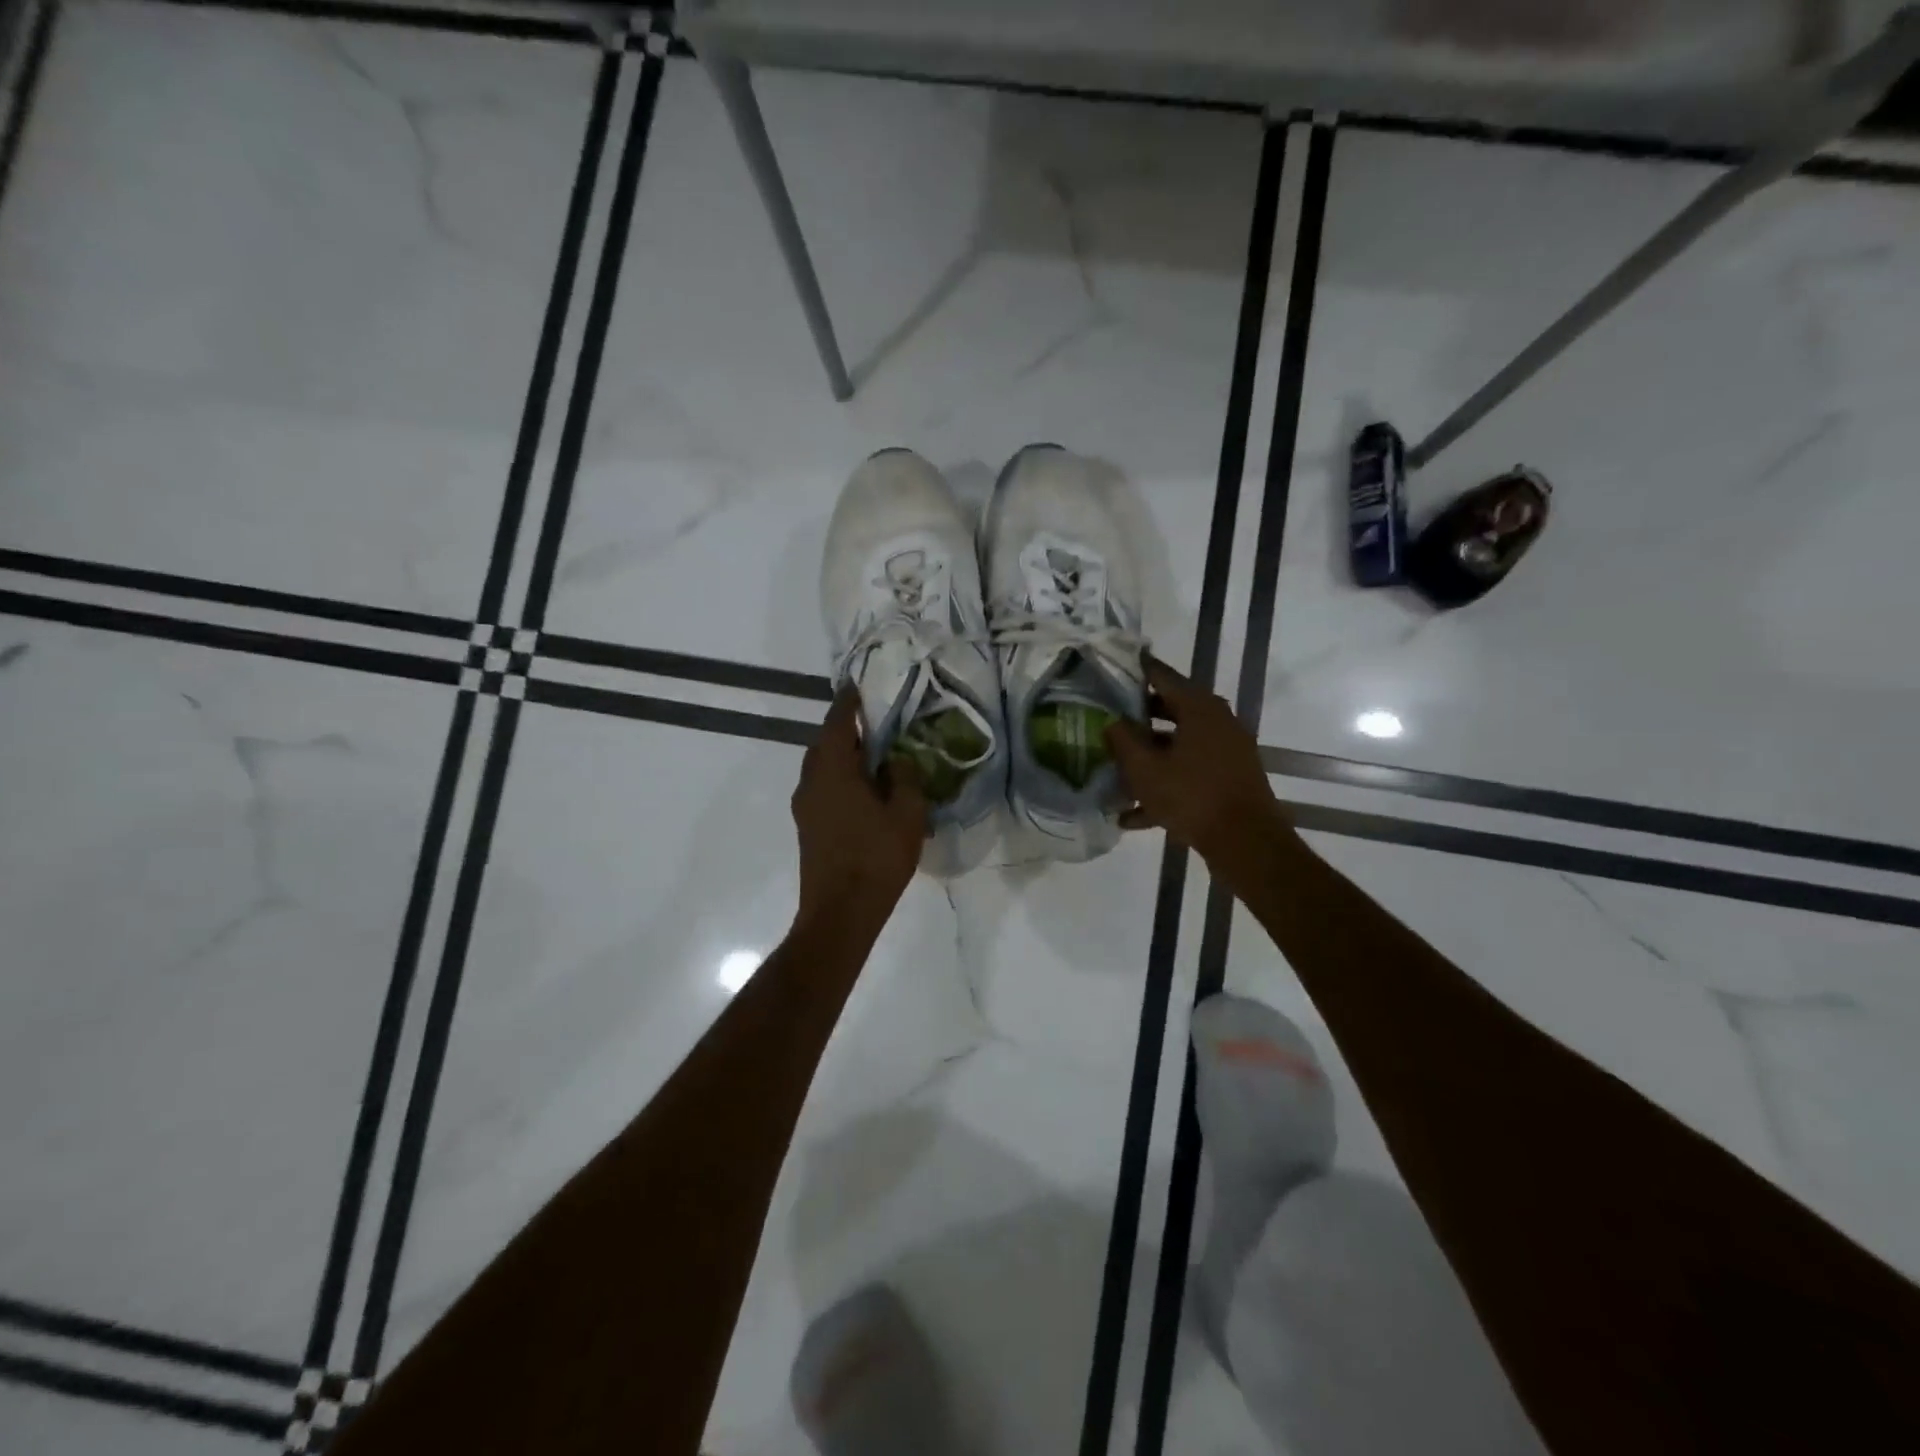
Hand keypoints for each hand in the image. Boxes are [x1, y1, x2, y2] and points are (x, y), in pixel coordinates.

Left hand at [793, 687, 927, 929]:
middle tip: (875, 722)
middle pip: (824, 743)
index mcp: (833, 770)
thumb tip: (896, 760)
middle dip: (846, 730)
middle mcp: (811, 781)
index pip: (837, 722)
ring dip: (842, 756)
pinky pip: (823, 788)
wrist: (840, 913)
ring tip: (873, 755)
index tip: (859, 686)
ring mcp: (805, 806)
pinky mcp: (807, 827)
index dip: (849, 703)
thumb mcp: (907, 814)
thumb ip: (905, 778)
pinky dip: (840, 778)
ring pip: (821, 768)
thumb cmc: (876, 859)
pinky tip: (864, 790)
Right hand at [1104, 655, 1288, 869]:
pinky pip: (1189, 772)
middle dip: (1136, 717)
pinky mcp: (1229, 777)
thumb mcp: (1144, 769)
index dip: (1134, 670)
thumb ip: (1122, 740)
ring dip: (1148, 756)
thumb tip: (1111, 722)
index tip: (1109, 668)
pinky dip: (1165, 785)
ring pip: (1178, 744)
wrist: (1246, 842)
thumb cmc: (1191, 796)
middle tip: (1105, 718)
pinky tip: (1132, 815)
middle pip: (1170, 709)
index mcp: (1198, 707)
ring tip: (1114, 769)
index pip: (1161, 675)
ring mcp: (1226, 750)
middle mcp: (1217, 721)